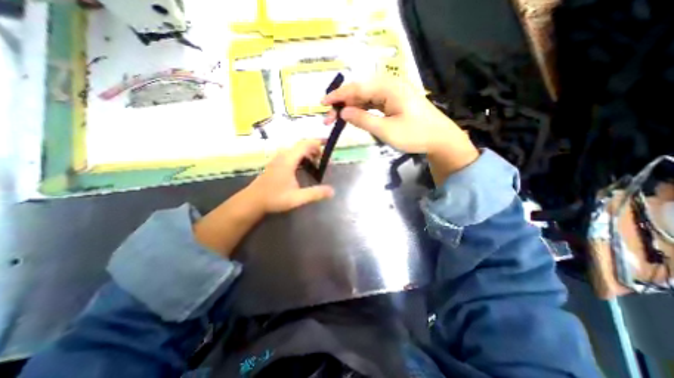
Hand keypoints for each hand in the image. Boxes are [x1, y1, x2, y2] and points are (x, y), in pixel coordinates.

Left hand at [245, 140, 334, 214]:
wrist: (252, 201)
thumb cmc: (274, 198)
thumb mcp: (297, 198)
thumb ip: (315, 194)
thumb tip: (332, 191)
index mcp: (288, 160)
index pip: (304, 144)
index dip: (316, 144)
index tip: (326, 148)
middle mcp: (282, 156)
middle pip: (300, 145)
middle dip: (313, 149)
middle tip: (322, 160)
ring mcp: (277, 159)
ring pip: (294, 149)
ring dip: (306, 153)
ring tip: (314, 163)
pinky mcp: (275, 163)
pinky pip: (289, 154)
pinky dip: (299, 156)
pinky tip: (301, 168)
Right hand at [321, 76, 479, 181]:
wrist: (439, 139)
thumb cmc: (415, 135)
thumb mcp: (386, 130)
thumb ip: (363, 120)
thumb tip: (343, 112)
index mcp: (389, 88)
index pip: (357, 87)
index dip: (338, 95)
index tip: (323, 104)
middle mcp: (390, 85)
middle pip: (359, 91)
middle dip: (342, 104)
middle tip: (328, 119)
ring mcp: (392, 93)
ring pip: (365, 97)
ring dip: (350, 107)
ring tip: (336, 120)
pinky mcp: (393, 102)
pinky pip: (372, 103)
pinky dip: (361, 110)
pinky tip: (353, 117)